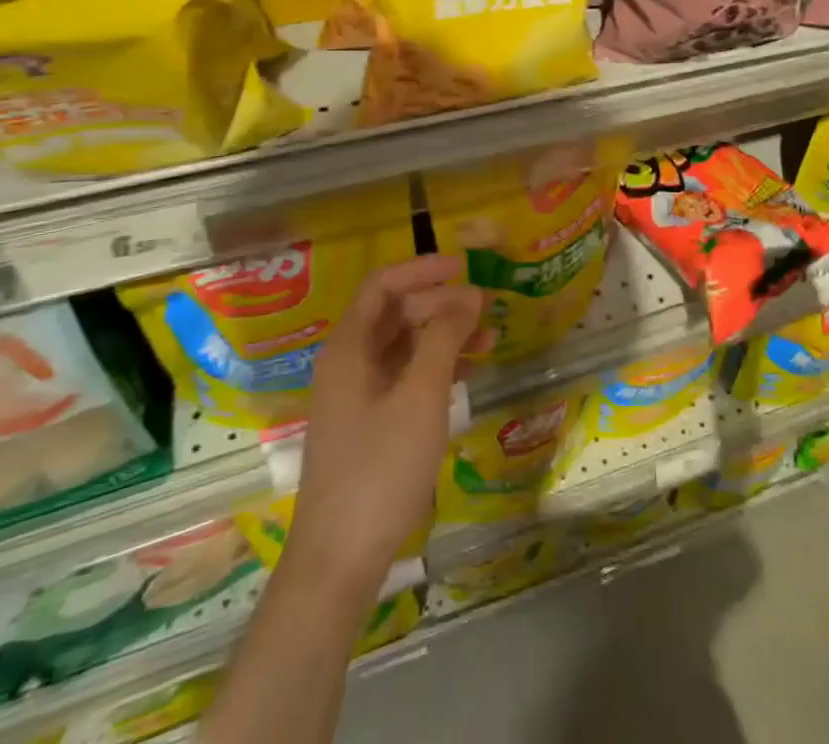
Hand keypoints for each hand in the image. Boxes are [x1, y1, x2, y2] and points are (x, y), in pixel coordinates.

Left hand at [284, 255, 486, 598]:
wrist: (339, 560)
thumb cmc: (380, 468)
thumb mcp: (420, 396)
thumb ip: (444, 338)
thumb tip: (468, 295)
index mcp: (349, 347)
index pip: (383, 285)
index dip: (423, 269)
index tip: (465, 267)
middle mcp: (348, 362)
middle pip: (396, 312)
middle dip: (441, 304)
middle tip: (485, 310)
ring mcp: (357, 395)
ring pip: (404, 345)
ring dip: (444, 335)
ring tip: (489, 340)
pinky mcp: (369, 423)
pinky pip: (405, 376)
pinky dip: (436, 367)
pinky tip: (467, 375)